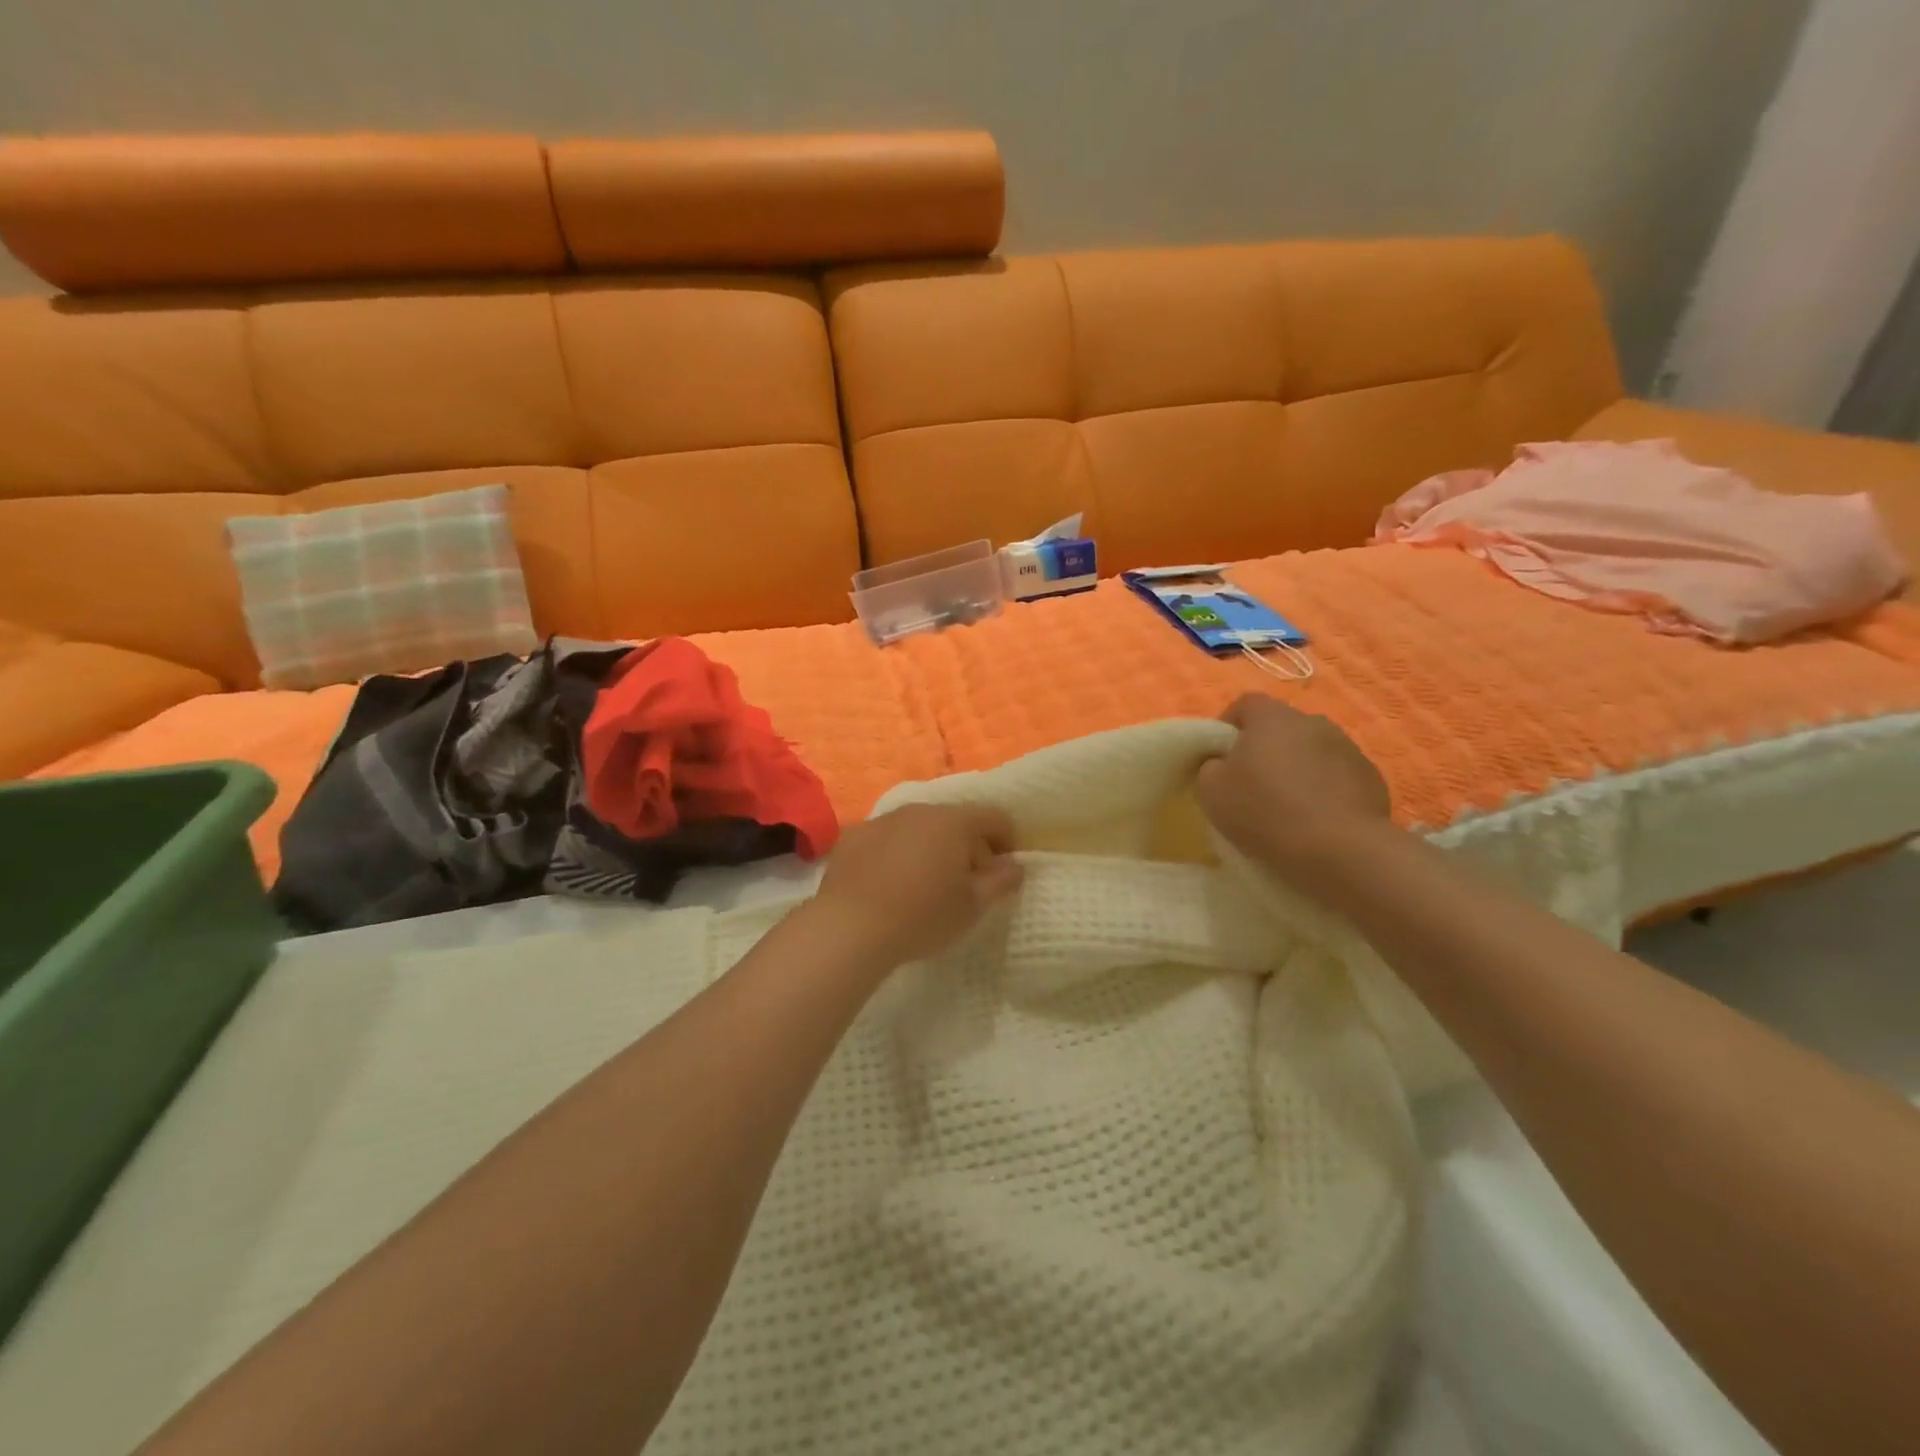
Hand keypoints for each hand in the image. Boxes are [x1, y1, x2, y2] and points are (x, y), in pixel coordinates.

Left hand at [810, 803, 1023, 968]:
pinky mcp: (854, 836)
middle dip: (967, 846)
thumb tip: (1015, 865)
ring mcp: (883, 820)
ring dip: (931, 848)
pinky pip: (888, 839)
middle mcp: (919, 810)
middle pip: (955, 820)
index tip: (1003, 870)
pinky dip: (897, 854)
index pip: (994, 817)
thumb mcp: (972, 906)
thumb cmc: (922, 916)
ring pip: (919, 828)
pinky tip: (890, 885)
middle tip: (967, 883)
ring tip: (926, 884)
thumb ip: (1000, 881)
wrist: (849, 927)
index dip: (1007, 840)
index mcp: (954, 822)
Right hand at [1194, 694, 1392, 880]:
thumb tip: (1221, 764)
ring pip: (1311, 752)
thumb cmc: (1265, 811)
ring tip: (1286, 806)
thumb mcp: (1211, 790)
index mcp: (1272, 717)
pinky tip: (1315, 820)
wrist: (1340, 849)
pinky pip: (1337, 777)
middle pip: (1281, 728)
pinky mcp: (1371, 777)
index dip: (1228, 727)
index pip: (1245, 705)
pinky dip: (1324, 790)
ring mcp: (1348, 748)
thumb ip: (1210, 767)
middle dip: (1265, 750)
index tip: (1220, 758)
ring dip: (1297, 769)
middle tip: (1251, 785)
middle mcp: (1313, 721)